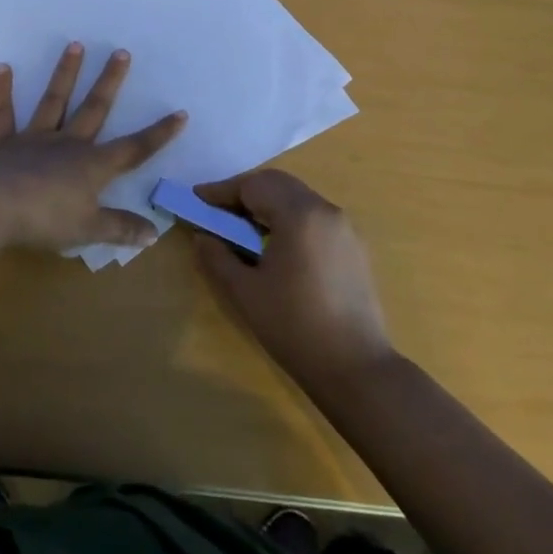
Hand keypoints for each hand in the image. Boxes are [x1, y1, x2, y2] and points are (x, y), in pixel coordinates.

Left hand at [0, 42, 186, 253]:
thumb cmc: (46, 220)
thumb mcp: (89, 230)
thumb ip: (121, 229)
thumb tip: (154, 233)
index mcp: (92, 166)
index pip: (134, 149)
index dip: (158, 134)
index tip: (180, 113)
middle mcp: (67, 144)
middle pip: (94, 109)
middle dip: (110, 81)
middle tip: (121, 52)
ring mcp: (34, 139)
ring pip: (54, 101)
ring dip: (65, 73)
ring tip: (75, 44)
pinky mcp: (4, 143)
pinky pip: (3, 114)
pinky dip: (2, 91)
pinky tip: (3, 67)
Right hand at [191, 169, 394, 385]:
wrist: (356, 369)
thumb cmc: (294, 327)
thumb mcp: (245, 292)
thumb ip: (217, 257)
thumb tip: (202, 236)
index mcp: (299, 215)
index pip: (253, 185)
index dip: (221, 191)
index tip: (196, 199)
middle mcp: (325, 210)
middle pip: (277, 184)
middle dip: (244, 192)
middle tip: (217, 211)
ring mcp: (345, 227)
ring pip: (297, 197)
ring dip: (267, 204)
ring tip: (243, 228)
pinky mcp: (354, 246)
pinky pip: (314, 216)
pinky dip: (289, 218)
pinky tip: (275, 245)